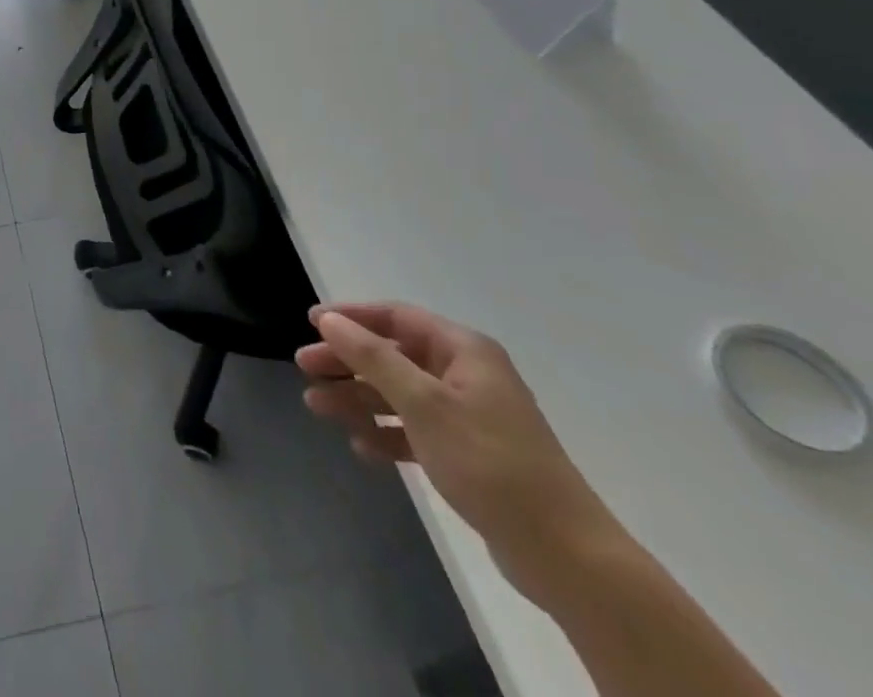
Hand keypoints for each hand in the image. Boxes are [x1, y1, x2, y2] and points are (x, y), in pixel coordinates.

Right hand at [296, 303, 620, 608]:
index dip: (352, 317)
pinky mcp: (470, 455)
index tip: (311, 322)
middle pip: (393, 356)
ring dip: (359, 398)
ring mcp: (469, 416)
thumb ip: (372, 358)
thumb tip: (330, 319)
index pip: (397, 318)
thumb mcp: (423, 404)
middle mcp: (467, 375)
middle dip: (348, 361)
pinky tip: (362, 447)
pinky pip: (416, 431)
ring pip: (400, 394)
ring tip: (317, 407)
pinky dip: (387, 433)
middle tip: (305, 367)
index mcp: (464, 351)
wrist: (566, 556)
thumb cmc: (490, 463)